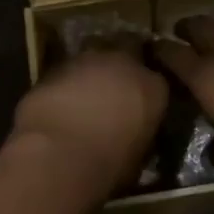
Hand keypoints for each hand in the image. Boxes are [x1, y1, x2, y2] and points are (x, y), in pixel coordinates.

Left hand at [11, 36, 167, 198]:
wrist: (59, 154)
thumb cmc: (109, 164)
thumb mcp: (138, 155)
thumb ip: (139, 133)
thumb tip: (133, 134)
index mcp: (154, 87)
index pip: (157, 80)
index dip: (145, 90)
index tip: (139, 103)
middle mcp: (125, 62)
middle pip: (128, 48)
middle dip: (122, 62)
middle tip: (114, 85)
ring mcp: (88, 58)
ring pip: (95, 52)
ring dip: (93, 67)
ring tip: (85, 91)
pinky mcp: (56, 64)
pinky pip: (67, 67)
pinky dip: (67, 79)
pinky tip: (60, 98)